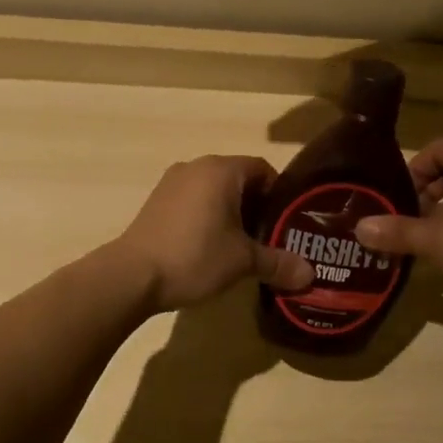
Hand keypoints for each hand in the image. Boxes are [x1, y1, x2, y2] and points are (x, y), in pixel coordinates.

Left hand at [113, 157, 314, 312]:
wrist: (132, 275)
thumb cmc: (195, 256)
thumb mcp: (243, 261)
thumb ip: (278, 263)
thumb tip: (310, 276)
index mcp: (222, 170)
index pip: (263, 169)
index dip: (280, 195)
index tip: (287, 222)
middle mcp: (197, 166)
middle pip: (239, 179)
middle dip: (257, 206)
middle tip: (269, 237)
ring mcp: (172, 182)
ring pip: (215, 190)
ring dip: (231, 212)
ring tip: (241, 245)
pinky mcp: (156, 201)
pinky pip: (193, 200)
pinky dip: (207, 216)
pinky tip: (209, 246)